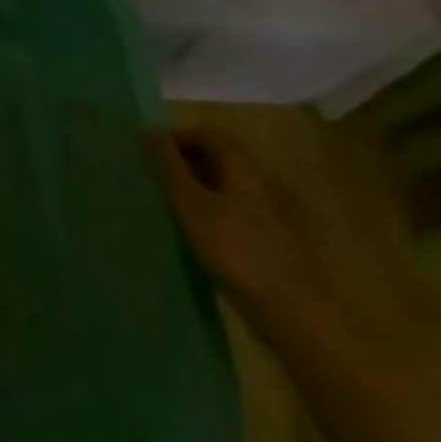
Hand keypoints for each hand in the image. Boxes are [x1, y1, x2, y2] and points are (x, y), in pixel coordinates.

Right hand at [143, 126, 332, 341]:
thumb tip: (147, 129)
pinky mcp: (280, 238)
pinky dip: (216, 211)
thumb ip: (167, 164)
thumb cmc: (234, 249)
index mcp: (244, 164)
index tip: (146, 157)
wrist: (294, 312)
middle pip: (219, 157)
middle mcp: (265, 178)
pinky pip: (240, 210)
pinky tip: (201, 235)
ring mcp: (277, 209)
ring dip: (199, 189)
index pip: (204, 133)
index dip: (174, 139)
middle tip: (155, 182)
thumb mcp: (189, 203)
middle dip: (184, 164)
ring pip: (229, 185)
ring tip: (172, 209)